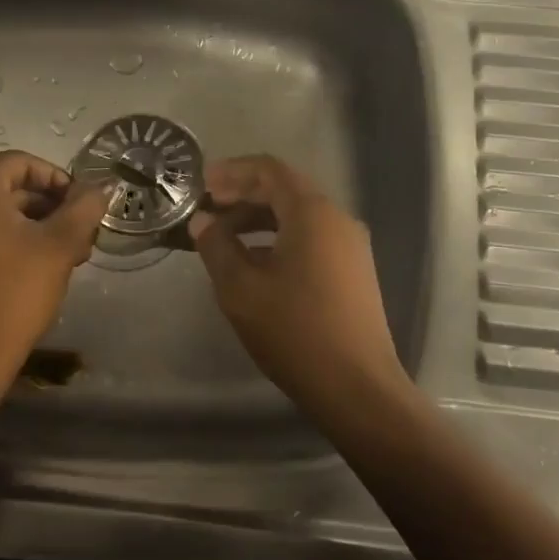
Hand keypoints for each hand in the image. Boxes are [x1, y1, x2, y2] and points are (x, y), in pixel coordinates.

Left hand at [0, 150, 110, 391]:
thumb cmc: (15, 291)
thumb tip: (102, 187)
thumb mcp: (59, 245)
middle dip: (49, 205)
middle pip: (8, 185)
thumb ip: (84, 207)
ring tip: (71, 251)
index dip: (57, 179)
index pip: (21, 163)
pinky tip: (41, 262)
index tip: (82, 205)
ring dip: (35, 223)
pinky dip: (10, 236)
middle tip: (82, 231)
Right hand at [188, 155, 410, 417]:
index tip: (201, 184)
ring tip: (222, 237)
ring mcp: (350, 246)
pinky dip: (278, 238)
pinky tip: (253, 263)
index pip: (269, 170)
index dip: (232, 171)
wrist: (357, 389)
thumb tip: (203, 220)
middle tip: (206, 209)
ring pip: (298, 216)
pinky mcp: (353, 271)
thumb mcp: (240, 288)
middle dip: (243, 195)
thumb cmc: (294, 331)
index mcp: (312, 213)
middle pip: (285, 190)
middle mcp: (337, 219)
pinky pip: (311, 238)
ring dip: (259, 219)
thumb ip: (217, 246)